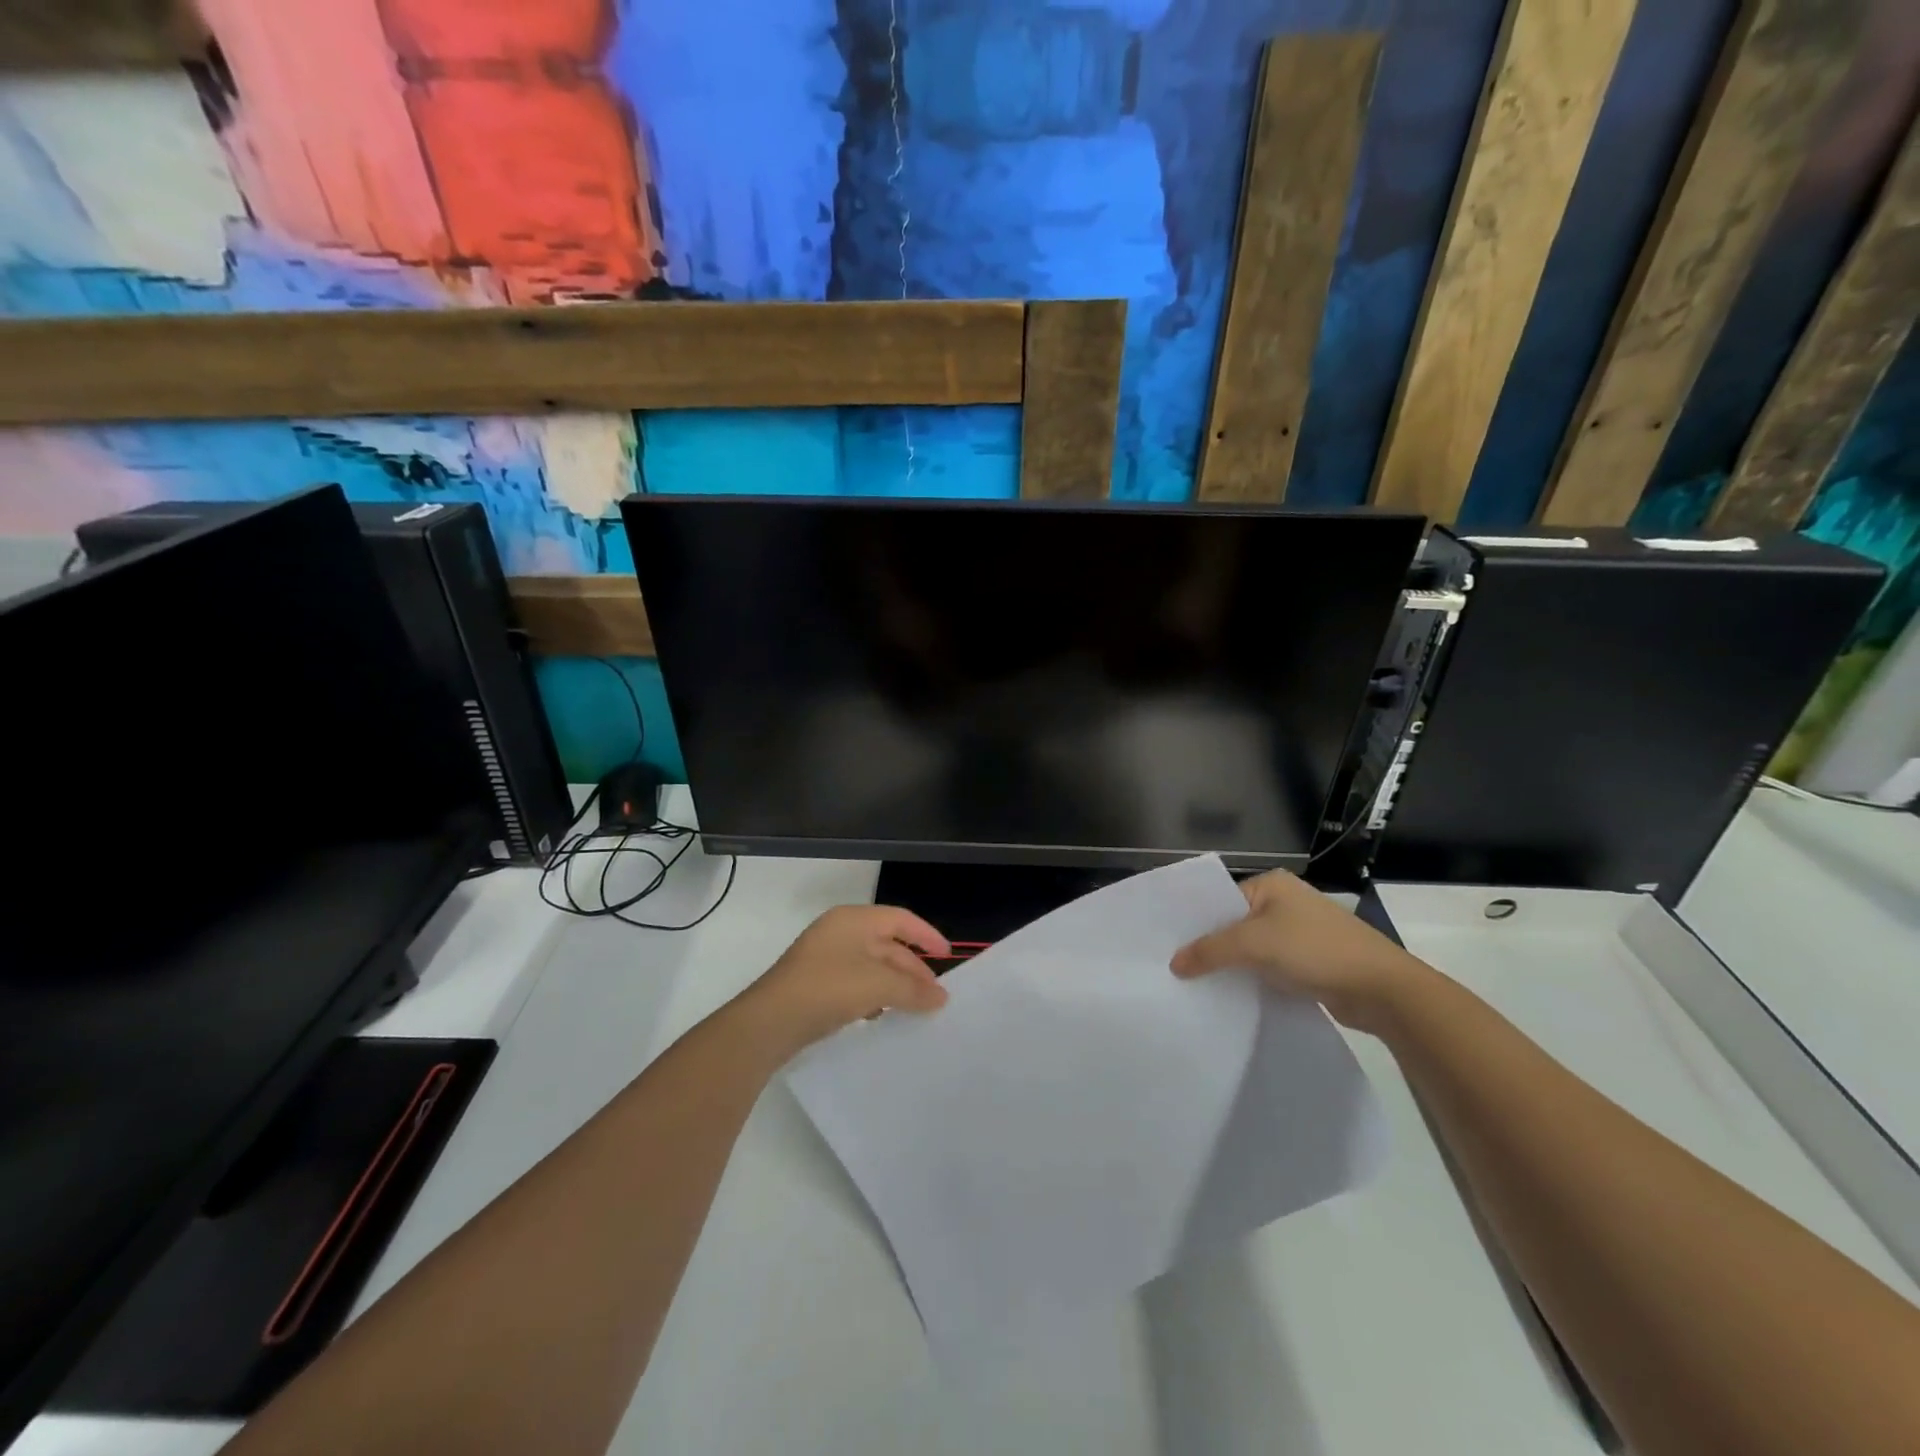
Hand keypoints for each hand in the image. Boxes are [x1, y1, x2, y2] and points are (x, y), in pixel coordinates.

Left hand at [742, 905, 950, 1058]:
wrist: (769, 1022)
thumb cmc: (828, 989)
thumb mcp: (877, 985)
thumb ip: (913, 989)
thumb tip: (941, 997)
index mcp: (854, 919)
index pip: (900, 919)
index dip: (927, 935)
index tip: (948, 957)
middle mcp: (839, 932)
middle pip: (887, 943)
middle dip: (912, 968)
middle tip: (935, 995)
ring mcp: (825, 957)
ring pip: (872, 965)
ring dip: (895, 985)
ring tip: (915, 1008)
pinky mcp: (815, 983)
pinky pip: (855, 982)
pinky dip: (874, 995)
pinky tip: (882, 1016)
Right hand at [1171, 871, 1427, 1032]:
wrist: (1383, 989)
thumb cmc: (1316, 950)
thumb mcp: (1255, 944)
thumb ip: (1210, 951)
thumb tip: (1173, 964)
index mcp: (1271, 884)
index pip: (1220, 900)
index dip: (1196, 924)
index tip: (1168, 946)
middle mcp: (1284, 903)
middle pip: (1234, 925)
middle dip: (1211, 948)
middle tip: (1176, 970)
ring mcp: (1299, 933)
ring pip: (1251, 950)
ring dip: (1232, 967)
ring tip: (1197, 986)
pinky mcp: (1310, 962)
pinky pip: (1269, 968)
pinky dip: (1252, 980)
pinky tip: (1232, 997)